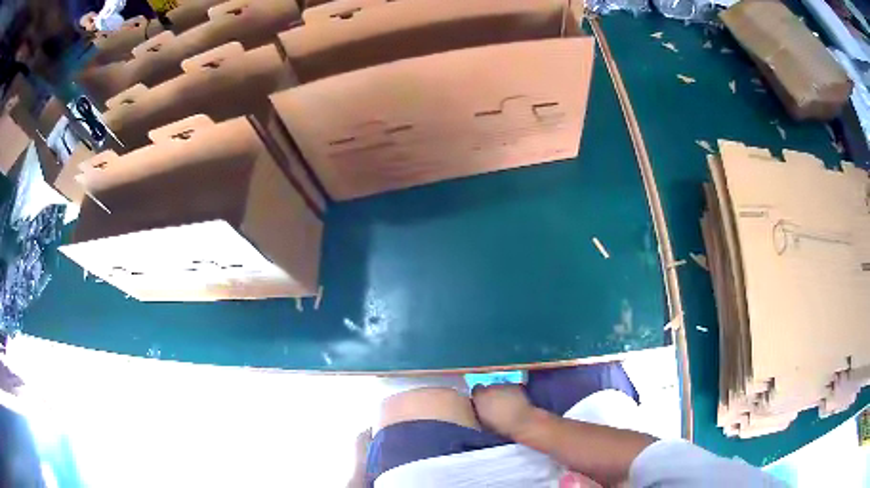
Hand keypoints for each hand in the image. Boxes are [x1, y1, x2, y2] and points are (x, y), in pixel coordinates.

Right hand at [472, 384, 538, 438]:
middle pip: (487, 387)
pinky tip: (513, 400)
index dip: (479, 396)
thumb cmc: (500, 426)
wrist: (522, 422)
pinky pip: (509, 387)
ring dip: (499, 392)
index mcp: (480, 397)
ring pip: (498, 386)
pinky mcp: (515, 386)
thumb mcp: (483, 421)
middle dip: (489, 394)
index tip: (481, 402)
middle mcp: (490, 387)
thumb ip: (478, 410)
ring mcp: (504, 385)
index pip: (475, 390)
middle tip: (493, 403)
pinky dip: (510, 392)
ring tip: (504, 402)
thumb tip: (478, 407)